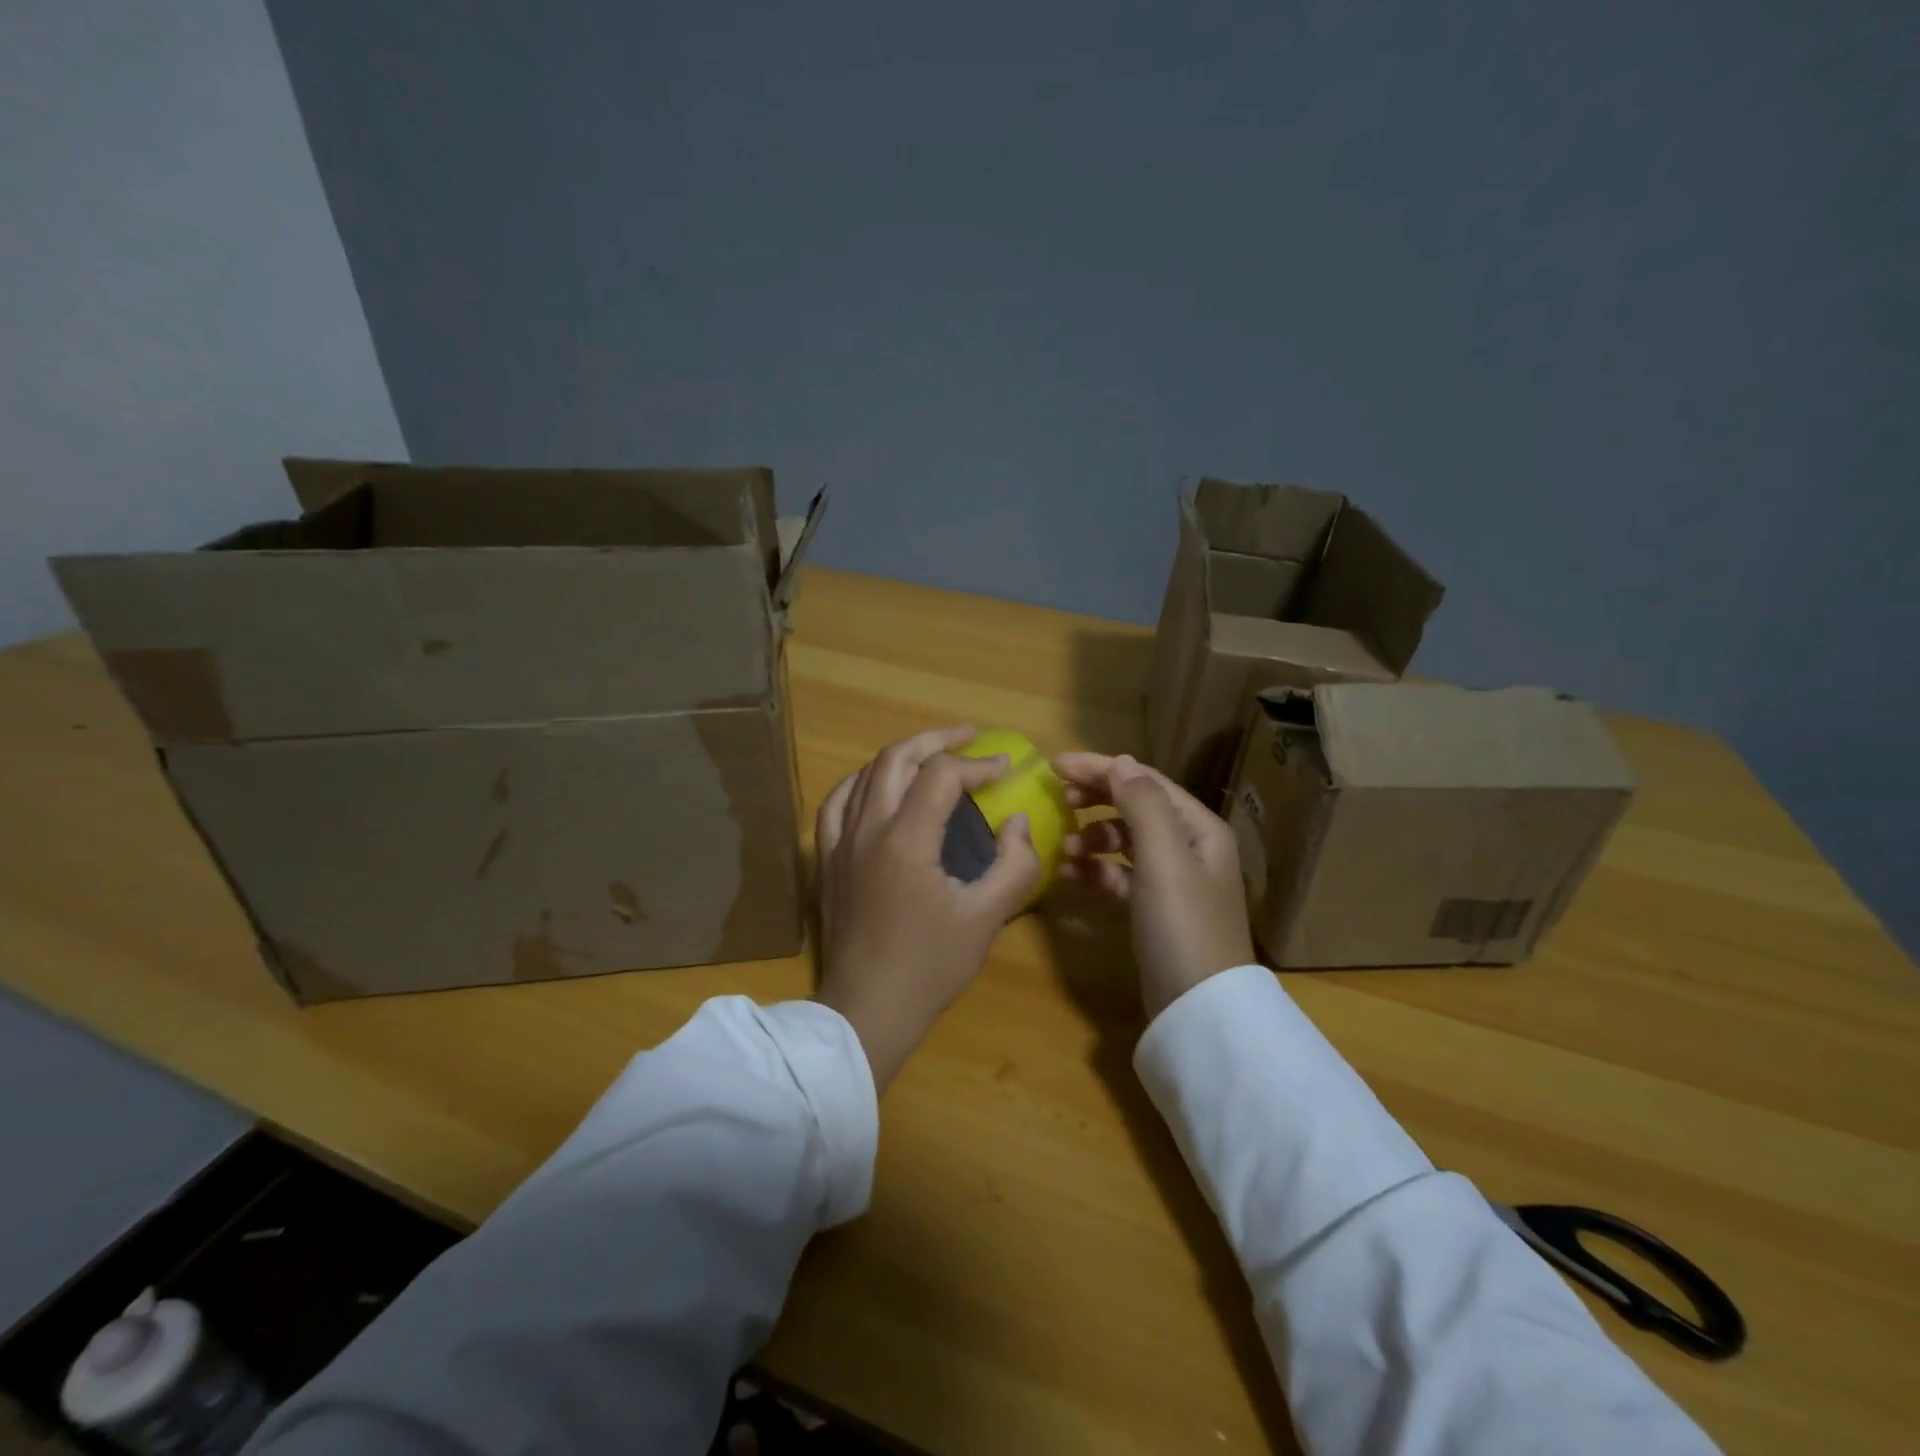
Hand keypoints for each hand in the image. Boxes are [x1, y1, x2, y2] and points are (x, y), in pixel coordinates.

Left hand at [815, 725, 1041, 1090]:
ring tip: (930, 754)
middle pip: (895, 758)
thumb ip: (1013, 865)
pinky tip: (875, 786)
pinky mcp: (826, 861)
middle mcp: (866, 829)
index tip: (1006, 769)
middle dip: (936, 740)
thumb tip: (1018, 822)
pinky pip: (836, 803)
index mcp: (906, 840)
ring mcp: (839, 843)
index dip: (977, 764)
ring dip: (900, 755)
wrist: (866, 1010)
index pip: (941, 776)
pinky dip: (861, 782)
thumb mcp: (986, 919)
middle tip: (968, 736)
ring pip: (864, 774)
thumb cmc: (929, 967)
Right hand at [1052, 753, 1255, 1020]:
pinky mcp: (1154, 910)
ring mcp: (1172, 880)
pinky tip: (1070, 877)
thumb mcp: (1164, 858)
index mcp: (1198, 827)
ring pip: (1125, 842)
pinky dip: (1096, 871)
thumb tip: (1121, 762)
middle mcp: (1189, 847)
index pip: (1145, 781)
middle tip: (1058, 799)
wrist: (1199, 1008)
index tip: (1055, 766)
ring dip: (1092, 837)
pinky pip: (1120, 875)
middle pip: (1135, 807)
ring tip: (1063, 849)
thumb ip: (1142, 805)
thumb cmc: (1182, 924)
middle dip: (1096, 798)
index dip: (1101, 769)